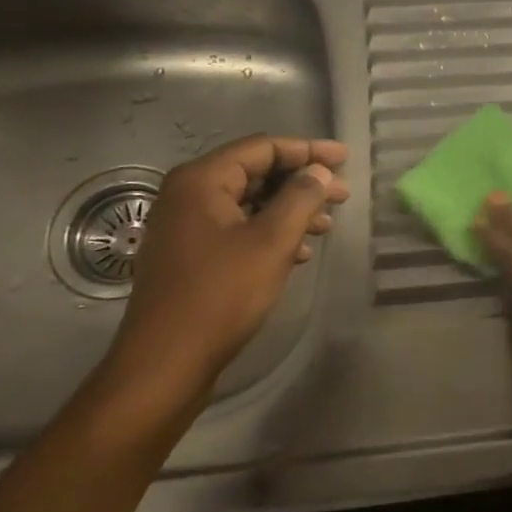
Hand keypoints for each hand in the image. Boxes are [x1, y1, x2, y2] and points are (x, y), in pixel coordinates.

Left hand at [114, 136, 348, 384]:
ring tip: (326, 225)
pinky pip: (238, 228)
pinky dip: (270, 232)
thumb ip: (300, 198)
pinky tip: (299, 252)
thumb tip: (320, 171)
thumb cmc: (221, 294)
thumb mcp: (272, 241)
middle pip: (256, 172)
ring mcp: (186, 227)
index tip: (345, 158)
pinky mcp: (190, 255)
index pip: (263, 148)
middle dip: (301, 182)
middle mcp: (188, 195)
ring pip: (249, 203)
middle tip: (342, 195)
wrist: (166, 363)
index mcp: (202, 180)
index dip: (308, 150)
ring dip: (290, 210)